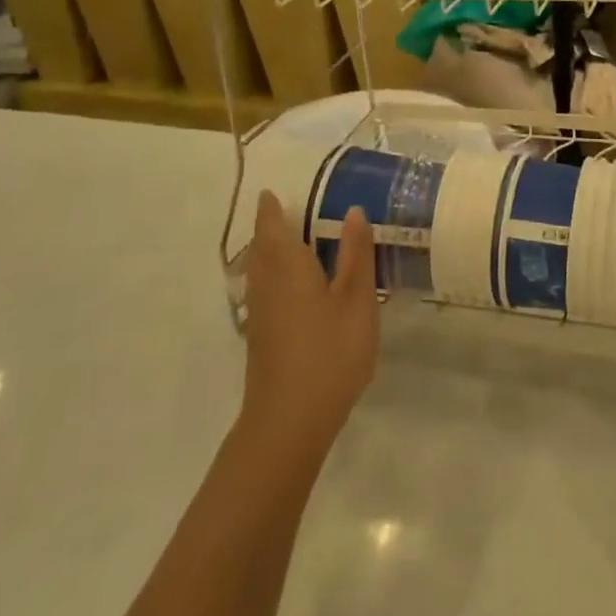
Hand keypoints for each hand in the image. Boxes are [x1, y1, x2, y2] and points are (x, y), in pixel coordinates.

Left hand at [239, 192, 378, 454]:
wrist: (288, 423)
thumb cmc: (329, 352)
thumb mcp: (356, 300)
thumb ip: (356, 254)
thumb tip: (353, 211)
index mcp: (288, 265)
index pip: (272, 225)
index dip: (271, 208)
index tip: (272, 192)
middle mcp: (266, 283)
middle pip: (261, 247)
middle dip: (269, 229)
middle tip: (286, 213)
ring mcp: (259, 314)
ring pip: (259, 271)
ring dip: (269, 253)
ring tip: (291, 246)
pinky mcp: (260, 340)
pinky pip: (263, 292)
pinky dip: (273, 278)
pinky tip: (292, 292)